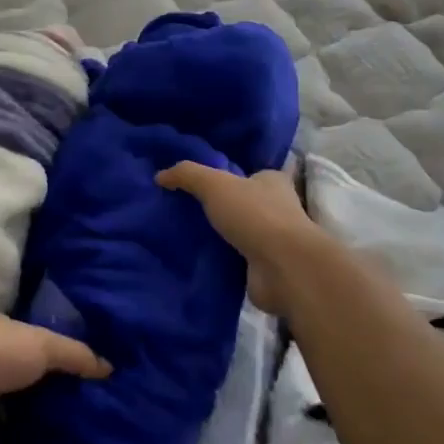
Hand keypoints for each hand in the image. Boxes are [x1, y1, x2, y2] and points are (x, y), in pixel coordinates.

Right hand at [155, 162, 322, 313]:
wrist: (283, 268)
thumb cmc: (255, 216)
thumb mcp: (215, 184)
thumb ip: (187, 175)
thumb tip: (160, 175)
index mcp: (272, 182)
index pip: (249, 174)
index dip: (227, 178)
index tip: (199, 186)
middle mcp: (277, 209)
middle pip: (243, 204)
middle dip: (220, 209)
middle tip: (185, 212)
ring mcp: (274, 241)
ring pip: (240, 234)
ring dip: (220, 238)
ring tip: (185, 237)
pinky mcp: (266, 269)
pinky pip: (237, 261)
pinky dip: (222, 262)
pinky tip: (198, 262)